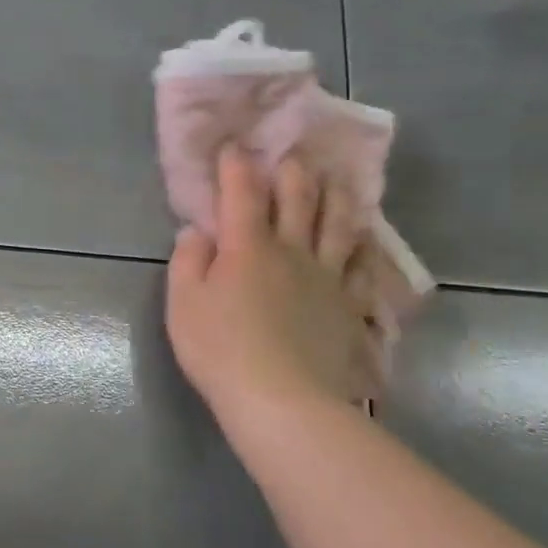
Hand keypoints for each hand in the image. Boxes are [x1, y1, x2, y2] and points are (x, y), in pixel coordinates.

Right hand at [166, 146, 375, 423]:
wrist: (283, 400)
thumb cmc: (220, 350)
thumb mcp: (183, 304)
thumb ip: (188, 261)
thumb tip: (198, 231)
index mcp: (247, 247)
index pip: (242, 194)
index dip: (236, 166)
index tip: (233, 146)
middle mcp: (292, 251)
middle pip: (299, 201)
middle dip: (293, 173)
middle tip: (293, 156)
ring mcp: (327, 278)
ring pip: (338, 226)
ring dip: (336, 198)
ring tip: (338, 181)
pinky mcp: (350, 307)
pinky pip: (362, 268)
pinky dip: (363, 249)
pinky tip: (364, 243)